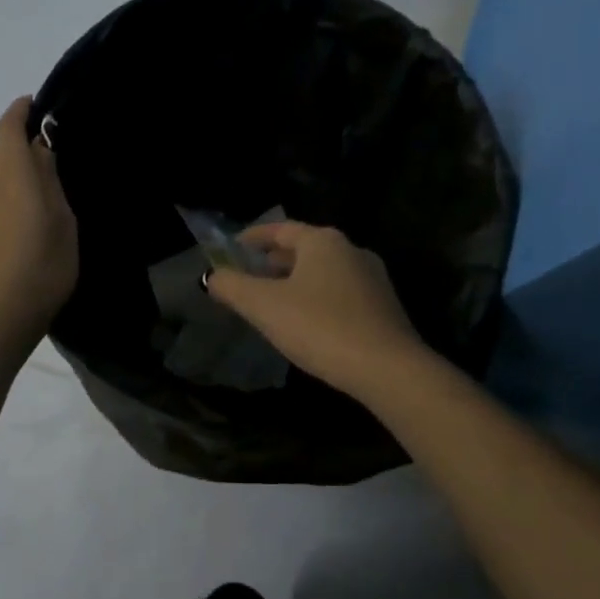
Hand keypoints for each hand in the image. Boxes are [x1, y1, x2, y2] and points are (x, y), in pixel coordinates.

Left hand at [0, 97, 78, 358]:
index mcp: (11, 173)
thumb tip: (40, 149)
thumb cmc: (42, 268)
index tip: (34, 105)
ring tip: (30, 188)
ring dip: (6, 170)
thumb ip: (50, 180)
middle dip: (15, 141)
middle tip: (43, 153)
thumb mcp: (63, 222)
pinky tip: (13, 218)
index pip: (8, 126)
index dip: (20, 111)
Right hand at [207, 221, 422, 401]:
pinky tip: (305, 322)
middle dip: (274, 261)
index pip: (281, 229)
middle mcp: (351, 251)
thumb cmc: (319, 327)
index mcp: (323, 242)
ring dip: (295, 281)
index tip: (234, 247)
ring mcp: (372, 279)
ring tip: (272, 300)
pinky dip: (316, 298)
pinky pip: (339, 293)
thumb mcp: (263, 306)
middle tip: (249, 275)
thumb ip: (232, 287)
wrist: (387, 369)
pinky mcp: (383, 307)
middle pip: (304, 249)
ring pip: (323, 272)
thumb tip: (212, 277)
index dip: (254, 237)